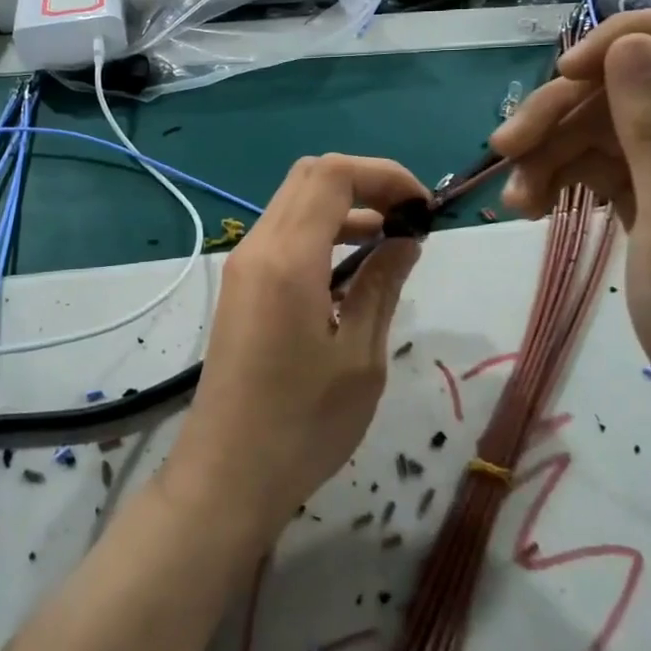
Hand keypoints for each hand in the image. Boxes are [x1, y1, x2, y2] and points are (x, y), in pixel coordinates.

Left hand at [169, 155, 425, 542]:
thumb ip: (381, 284)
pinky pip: (282, 236)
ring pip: (293, 204)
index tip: (423, 206)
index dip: (384, 174)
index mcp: (287, 258)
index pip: (332, 175)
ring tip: (391, 238)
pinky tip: (352, 268)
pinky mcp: (240, 288)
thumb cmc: (303, 423)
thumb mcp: (360, 355)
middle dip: (365, 182)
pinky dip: (320, 232)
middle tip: (409, 216)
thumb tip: (405, 238)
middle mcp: (257, 248)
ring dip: (343, 207)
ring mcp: (242, 267)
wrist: (227, 475)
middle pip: (309, 178)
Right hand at [490, 8, 650, 476]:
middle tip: (506, 146)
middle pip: (643, 83)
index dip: (634, 39)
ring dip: (557, 150)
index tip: (565, 73)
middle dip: (570, 108)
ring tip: (514, 197)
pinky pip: (612, 164)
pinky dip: (570, 178)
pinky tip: (531, 208)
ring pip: (616, 124)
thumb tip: (629, 43)